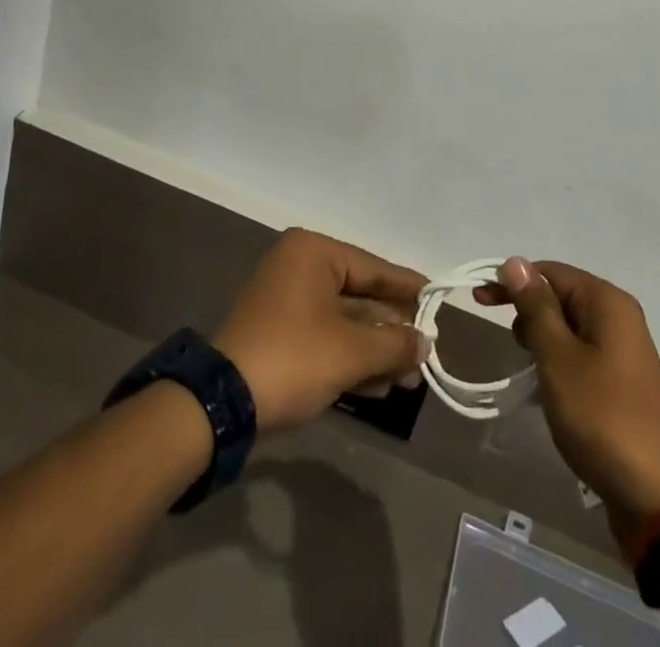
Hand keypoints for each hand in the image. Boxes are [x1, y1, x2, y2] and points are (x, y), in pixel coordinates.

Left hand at [213, 229, 428, 433]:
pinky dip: (351, 360)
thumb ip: (394, 344)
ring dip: (375, 351)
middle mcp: (299, 268)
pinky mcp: (279, 336)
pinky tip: (380, 386)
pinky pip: (326, 340)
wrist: (220, 406)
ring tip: (410, 379)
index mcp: (313, 254)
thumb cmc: (293, 358)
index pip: (373, 267)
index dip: (408, 288)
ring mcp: (286, 303)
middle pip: (360, 297)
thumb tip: (425, 343)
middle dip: (392, 331)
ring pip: (344, 323)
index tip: (438, 301)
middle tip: (425, 354)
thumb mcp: (351, 351)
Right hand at [478, 259, 659, 535]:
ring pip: (569, 325)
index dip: (513, 281)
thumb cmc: (602, 416)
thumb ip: (535, 307)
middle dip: (529, 311)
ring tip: (531, 368)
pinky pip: (581, 350)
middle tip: (512, 345)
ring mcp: (624, 348)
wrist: (657, 495)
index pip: (550, 271)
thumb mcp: (558, 358)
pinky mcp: (622, 378)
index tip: (480, 300)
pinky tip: (549, 384)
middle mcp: (619, 315)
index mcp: (607, 301)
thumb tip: (515, 261)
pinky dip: (559, 358)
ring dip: (543, 338)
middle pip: (561, 294)